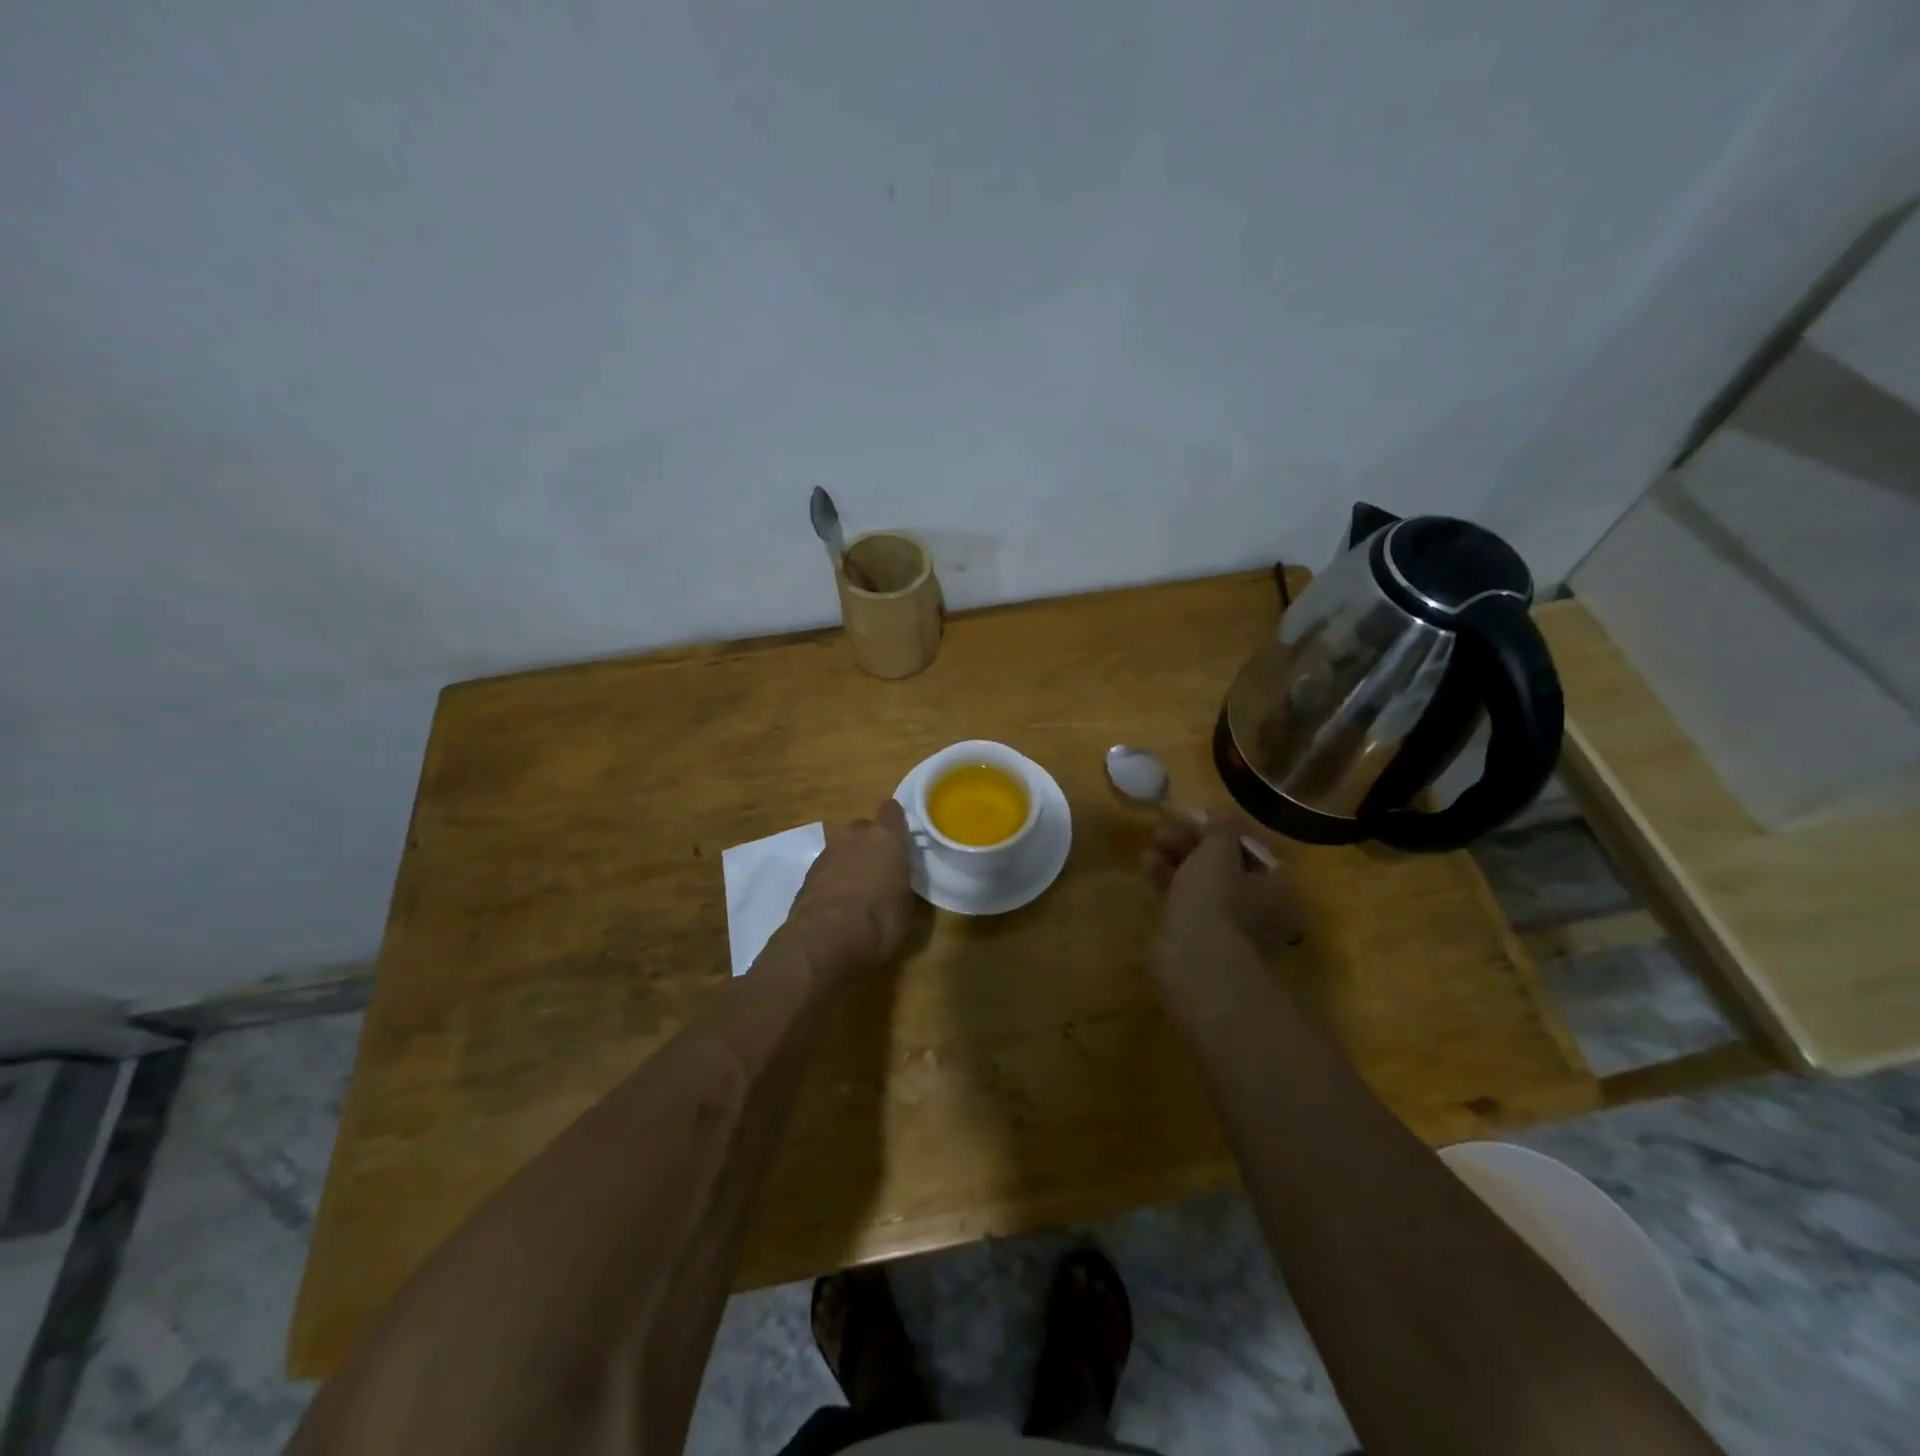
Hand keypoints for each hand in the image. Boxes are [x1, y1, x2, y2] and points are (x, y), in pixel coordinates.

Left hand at [788, 800, 916, 978]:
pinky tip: (837, 901)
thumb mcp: (907, 909)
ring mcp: (828, 852)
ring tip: (856, 888)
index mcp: (887, 838)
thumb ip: (902, 885)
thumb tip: (897, 886)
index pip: (892, 811)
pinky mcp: (807, 873)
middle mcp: (856, 836)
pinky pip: (827, 867)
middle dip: (870, 843)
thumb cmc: (880, 923)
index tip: (900, 839)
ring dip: (849, 860)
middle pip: (864, 828)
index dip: (895, 823)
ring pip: (843, 846)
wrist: (825, 942)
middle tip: (879, 868)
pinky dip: (832, 878)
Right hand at [1141, 816, 1303, 975]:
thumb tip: (1221, 809)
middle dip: (1192, 842)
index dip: (1221, 830)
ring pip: (1202, 881)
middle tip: (1166, 828)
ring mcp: (1229, 925)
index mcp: (1277, 887)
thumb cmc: (1216, 898)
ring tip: (1152, 844)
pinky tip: (1147, 866)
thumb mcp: (1218, 850)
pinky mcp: (1200, 936)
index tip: (1195, 816)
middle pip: (1224, 864)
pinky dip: (1169, 881)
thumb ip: (1220, 827)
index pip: (1251, 848)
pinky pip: (1186, 900)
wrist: (1194, 960)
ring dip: (1176, 859)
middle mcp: (1260, 907)